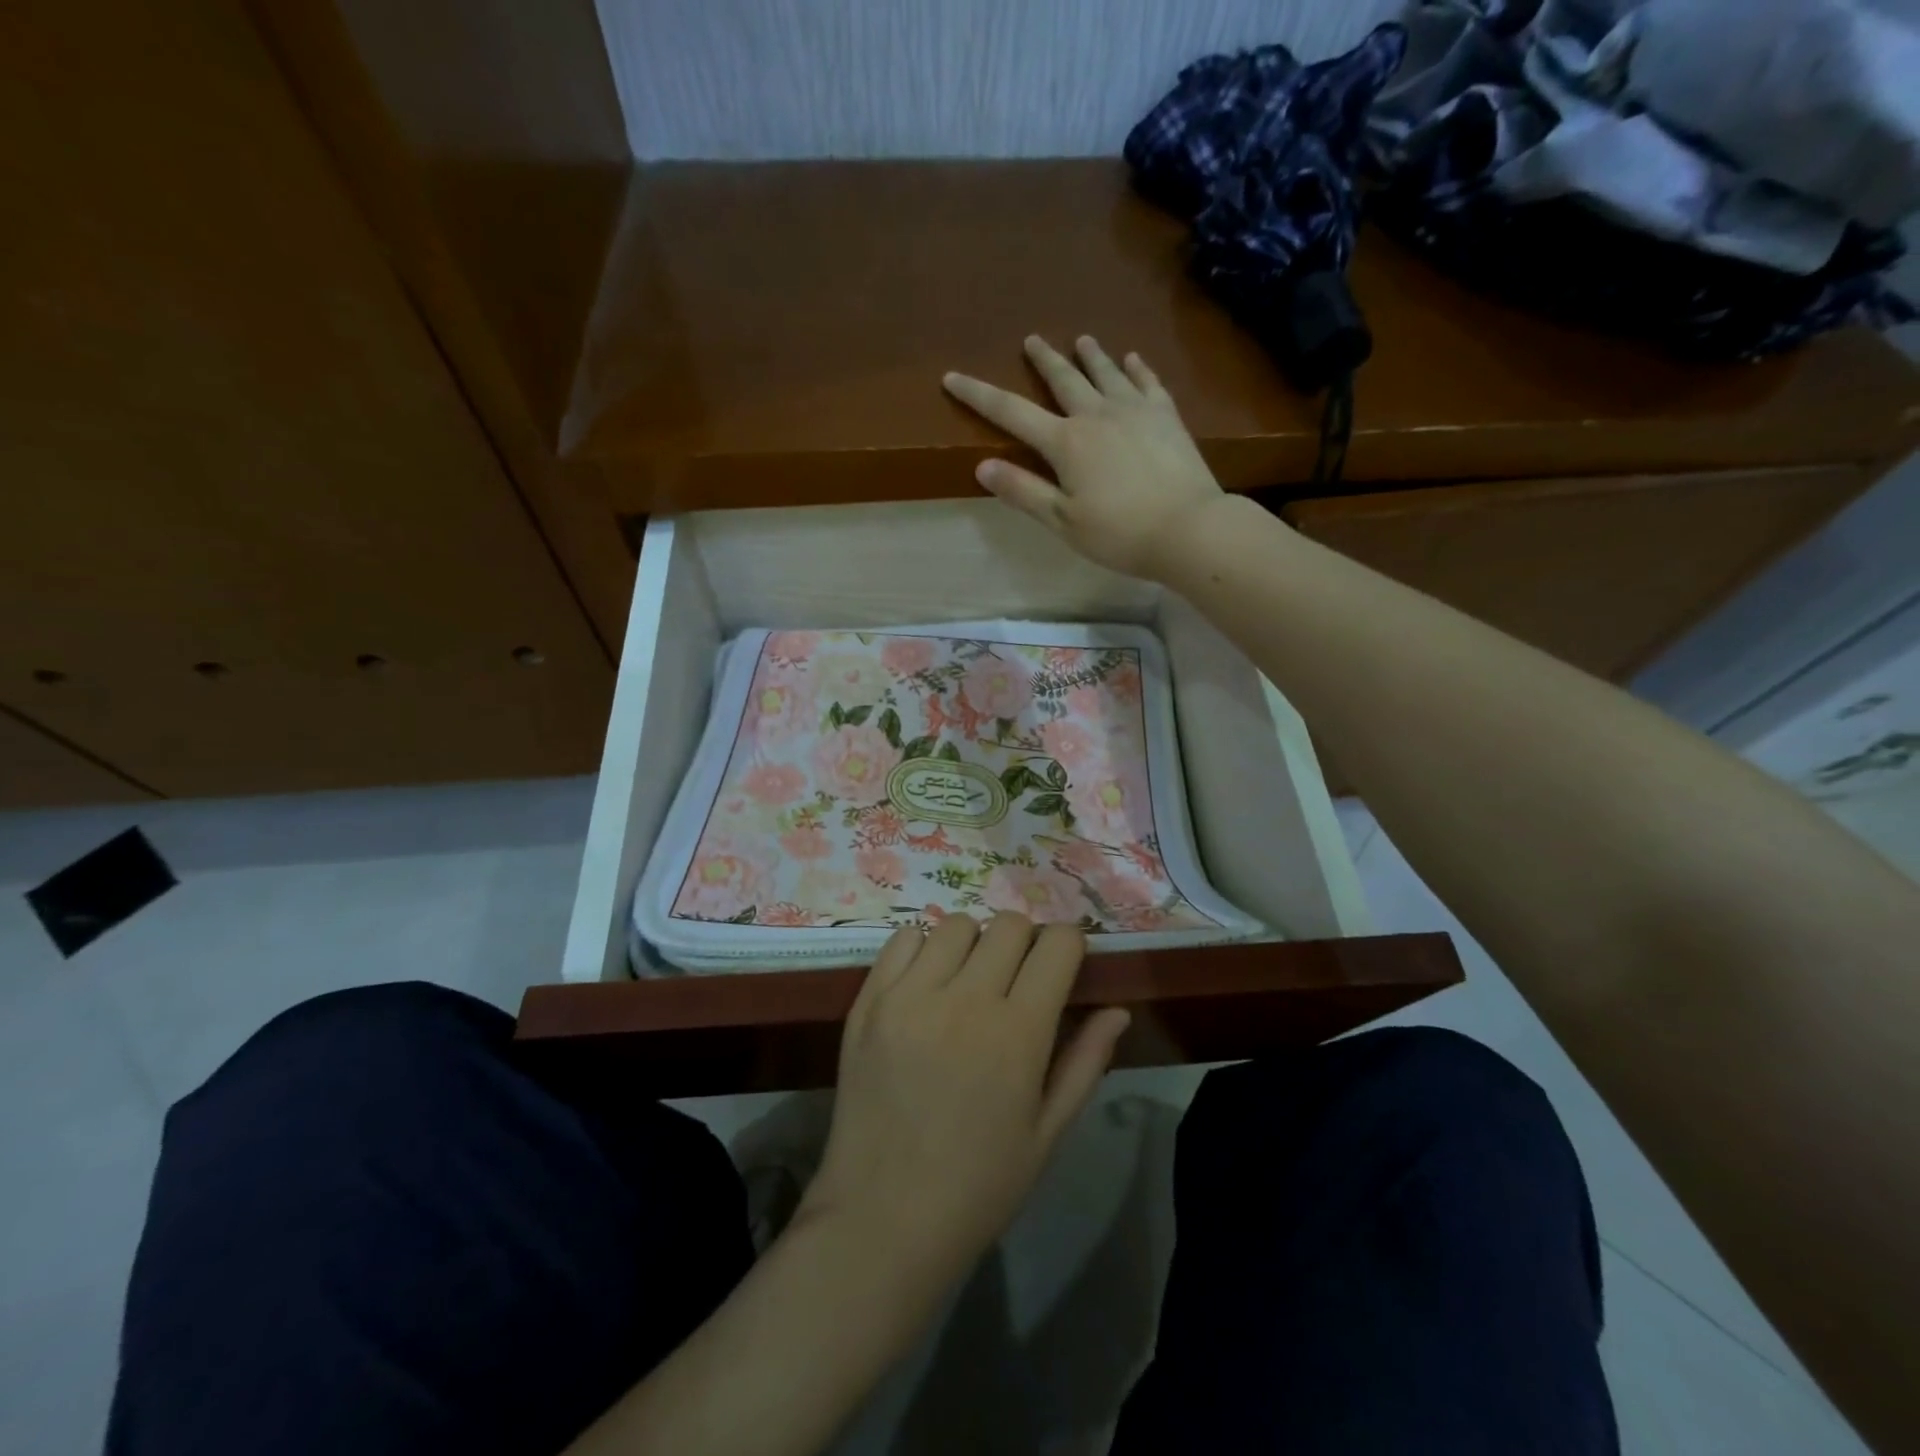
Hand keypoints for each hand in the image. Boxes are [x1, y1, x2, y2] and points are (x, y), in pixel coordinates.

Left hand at [797, 913, 1130, 1285]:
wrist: (883, 1218)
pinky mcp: (869, 1000)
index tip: (1063, 967)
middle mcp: (965, 999)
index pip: (1057, 944)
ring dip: (974, 944)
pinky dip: (922, 950)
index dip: (1068, 947)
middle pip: (1009, 925)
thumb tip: (1118, 1009)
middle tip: (1017, 979)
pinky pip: (902, 939)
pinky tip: (926, 985)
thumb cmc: (979, 1185)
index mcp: (1018, 1033)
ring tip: (968, 982)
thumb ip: (1086, 1062)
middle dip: (1025, 943)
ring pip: (957, 924)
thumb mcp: (1048, 1133)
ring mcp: (910, 995)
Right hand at [943, 335, 1226, 579]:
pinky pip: (1147, 382)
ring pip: (1106, 373)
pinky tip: (1132, 360)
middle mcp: (1097, 414)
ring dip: (1090, 356)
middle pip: (1064, 379)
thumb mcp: (1062, 521)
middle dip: (1044, 359)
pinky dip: (1136, 369)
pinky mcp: (1167, 416)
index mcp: (1065, 443)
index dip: (978, 395)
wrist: (1188, 528)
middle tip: (1032, 339)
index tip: (953, 377)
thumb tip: (982, 467)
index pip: (1011, 413)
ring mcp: (1136, 410)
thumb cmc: (1119, 533)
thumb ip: (1023, 492)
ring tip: (1081, 340)